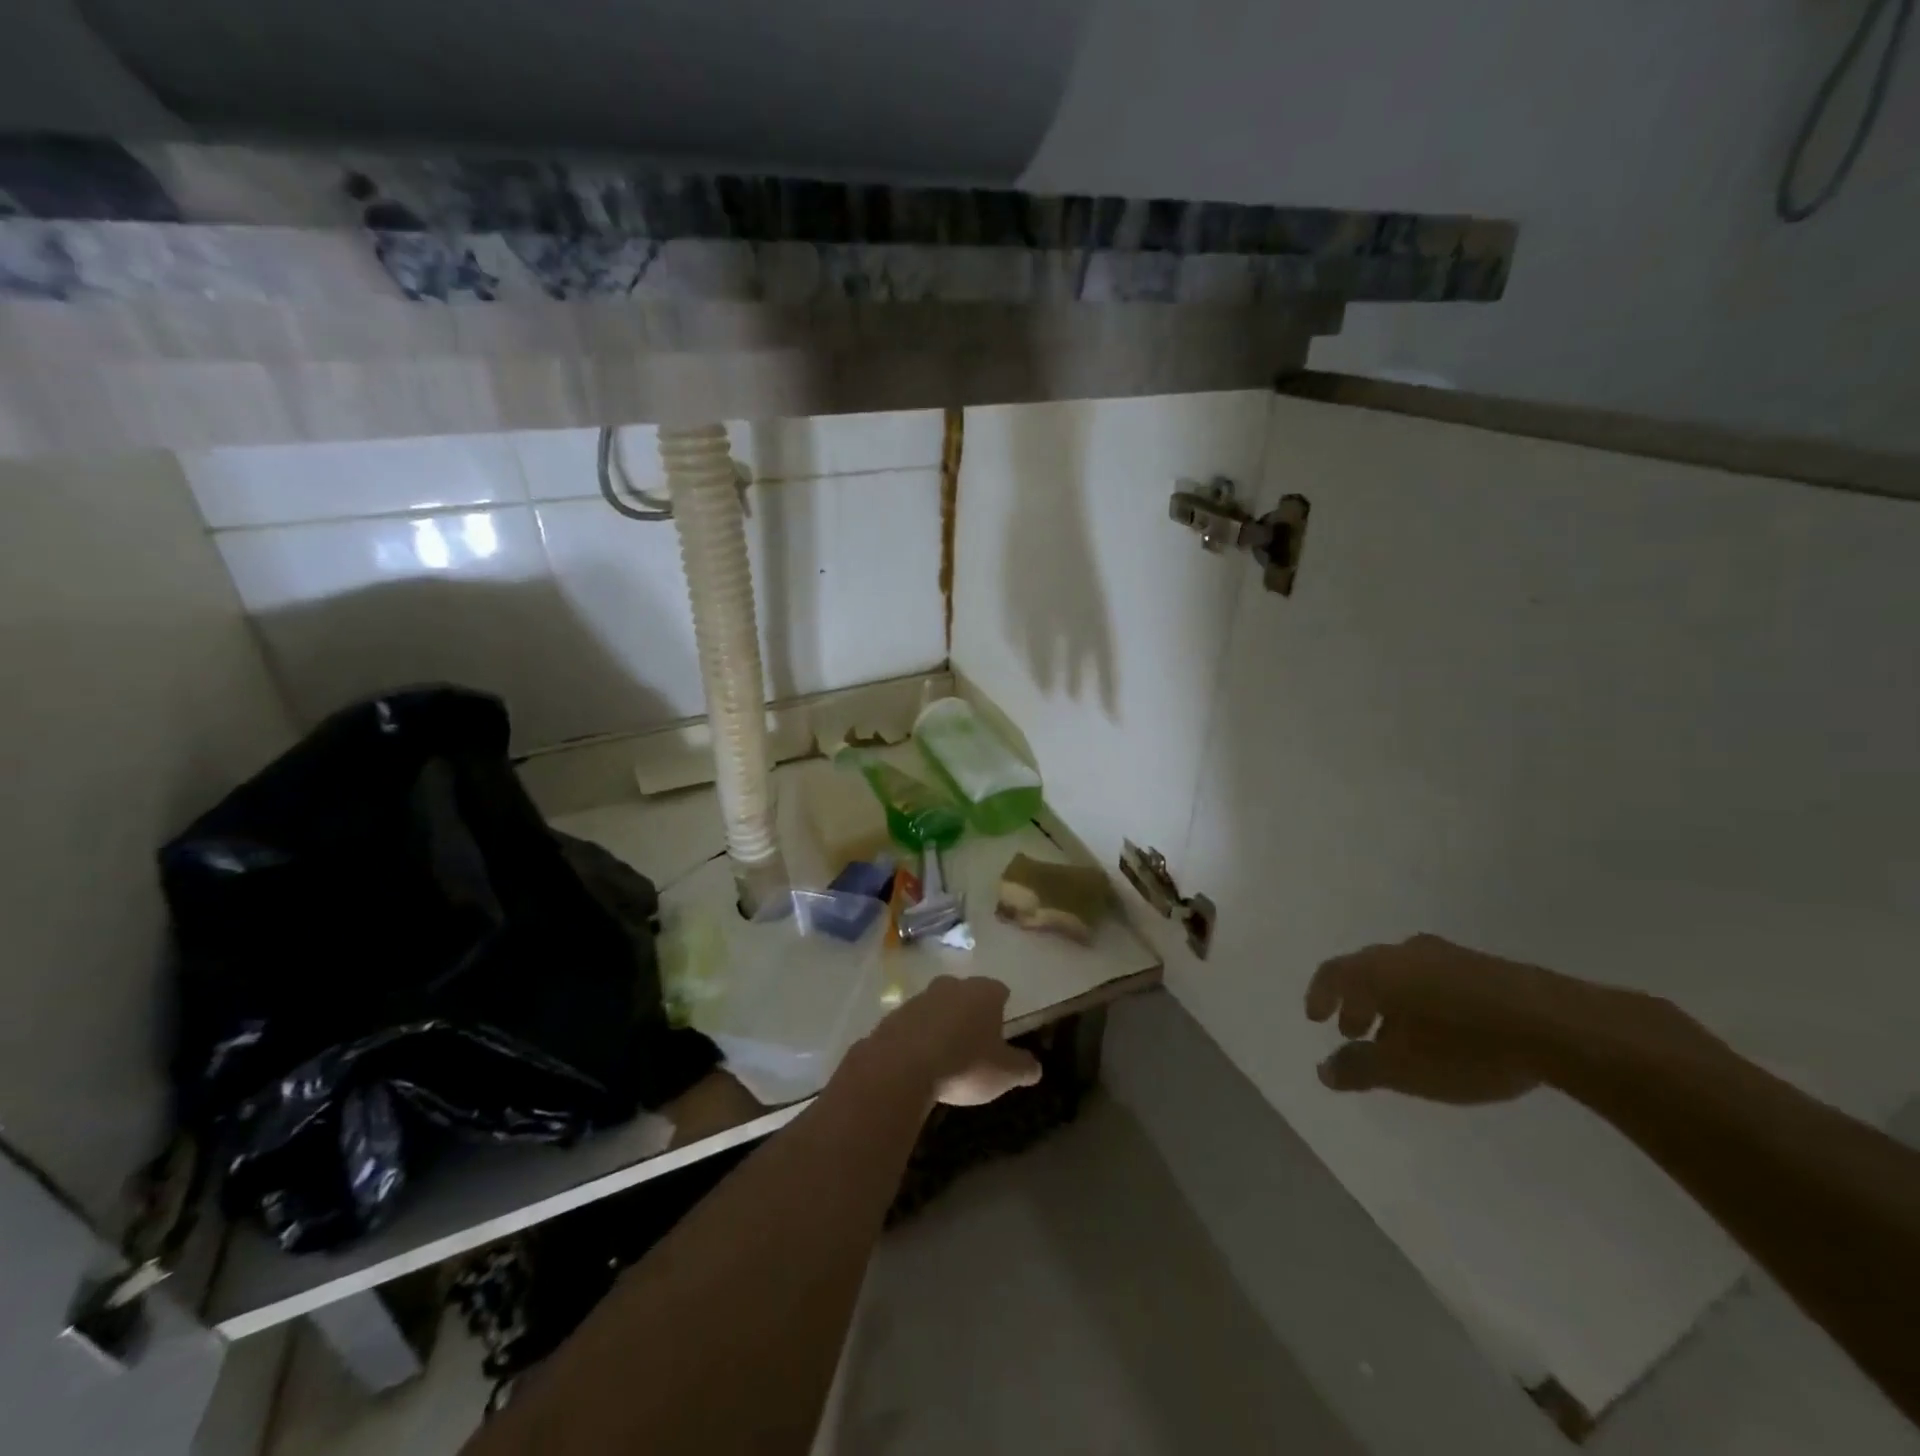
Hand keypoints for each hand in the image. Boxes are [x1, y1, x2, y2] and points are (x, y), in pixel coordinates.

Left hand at [861, 975, 1041, 1106]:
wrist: (900, 1067)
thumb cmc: (964, 1064)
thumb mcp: (1004, 1073)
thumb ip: (1023, 1067)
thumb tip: (1036, 1067)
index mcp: (983, 992)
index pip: (1000, 990)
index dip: (1003, 1006)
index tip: (1003, 1025)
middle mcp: (951, 986)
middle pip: (966, 993)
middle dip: (970, 1010)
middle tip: (975, 1038)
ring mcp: (919, 998)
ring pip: (937, 1006)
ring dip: (941, 1023)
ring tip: (946, 1053)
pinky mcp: (893, 1016)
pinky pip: (912, 1024)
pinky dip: (917, 1036)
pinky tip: (919, 1060)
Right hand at [1304, 935, 1591, 1103]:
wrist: (1555, 1026)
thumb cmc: (1463, 1048)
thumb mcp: (1403, 1070)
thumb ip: (1358, 1068)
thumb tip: (1324, 1070)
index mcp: (1377, 970)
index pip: (1333, 973)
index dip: (1319, 995)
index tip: (1316, 1019)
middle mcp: (1405, 953)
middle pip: (1368, 972)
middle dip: (1357, 1003)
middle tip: (1355, 1032)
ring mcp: (1448, 956)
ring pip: (1404, 976)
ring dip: (1392, 1004)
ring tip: (1401, 1037)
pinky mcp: (1486, 968)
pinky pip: (1437, 980)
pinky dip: (1425, 1002)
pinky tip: (1444, 1031)